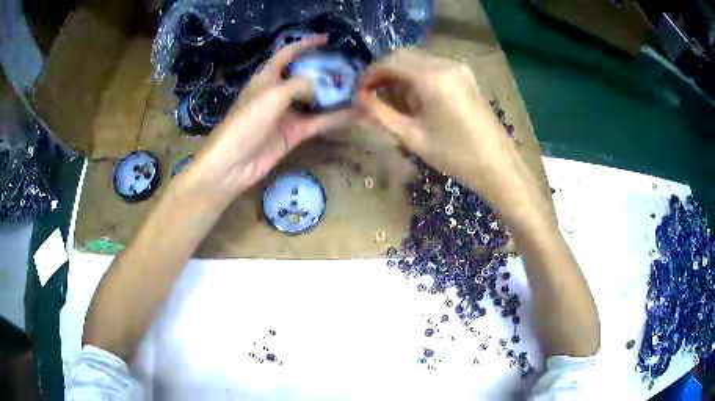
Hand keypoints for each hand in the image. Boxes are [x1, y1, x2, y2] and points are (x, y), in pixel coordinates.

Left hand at [180, 35, 352, 205]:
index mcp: (267, 77)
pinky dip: (335, 118)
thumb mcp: (273, 95)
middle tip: (349, 67)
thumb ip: (300, 84)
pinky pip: (318, 122)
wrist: (233, 162)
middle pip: (305, 75)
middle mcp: (278, 92)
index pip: (288, 53)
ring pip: (315, 100)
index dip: (306, 44)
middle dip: (325, 70)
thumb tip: (323, 85)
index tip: (327, 39)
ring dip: (333, 95)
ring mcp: (287, 113)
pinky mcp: (294, 133)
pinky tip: (354, 113)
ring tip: (358, 87)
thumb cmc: (247, 121)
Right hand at [356, 49, 549, 225]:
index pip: (389, 62)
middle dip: (383, 73)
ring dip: (400, 74)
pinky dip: (417, 76)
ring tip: (395, 102)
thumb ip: (380, 115)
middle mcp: (445, 64)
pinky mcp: (466, 76)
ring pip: (417, 59)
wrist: (497, 165)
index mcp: (431, 77)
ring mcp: (458, 68)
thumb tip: (355, 102)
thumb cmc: (454, 155)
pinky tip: (417, 99)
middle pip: (403, 55)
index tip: (359, 95)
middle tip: (373, 97)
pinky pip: (433, 66)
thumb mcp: (412, 136)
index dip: (369, 75)